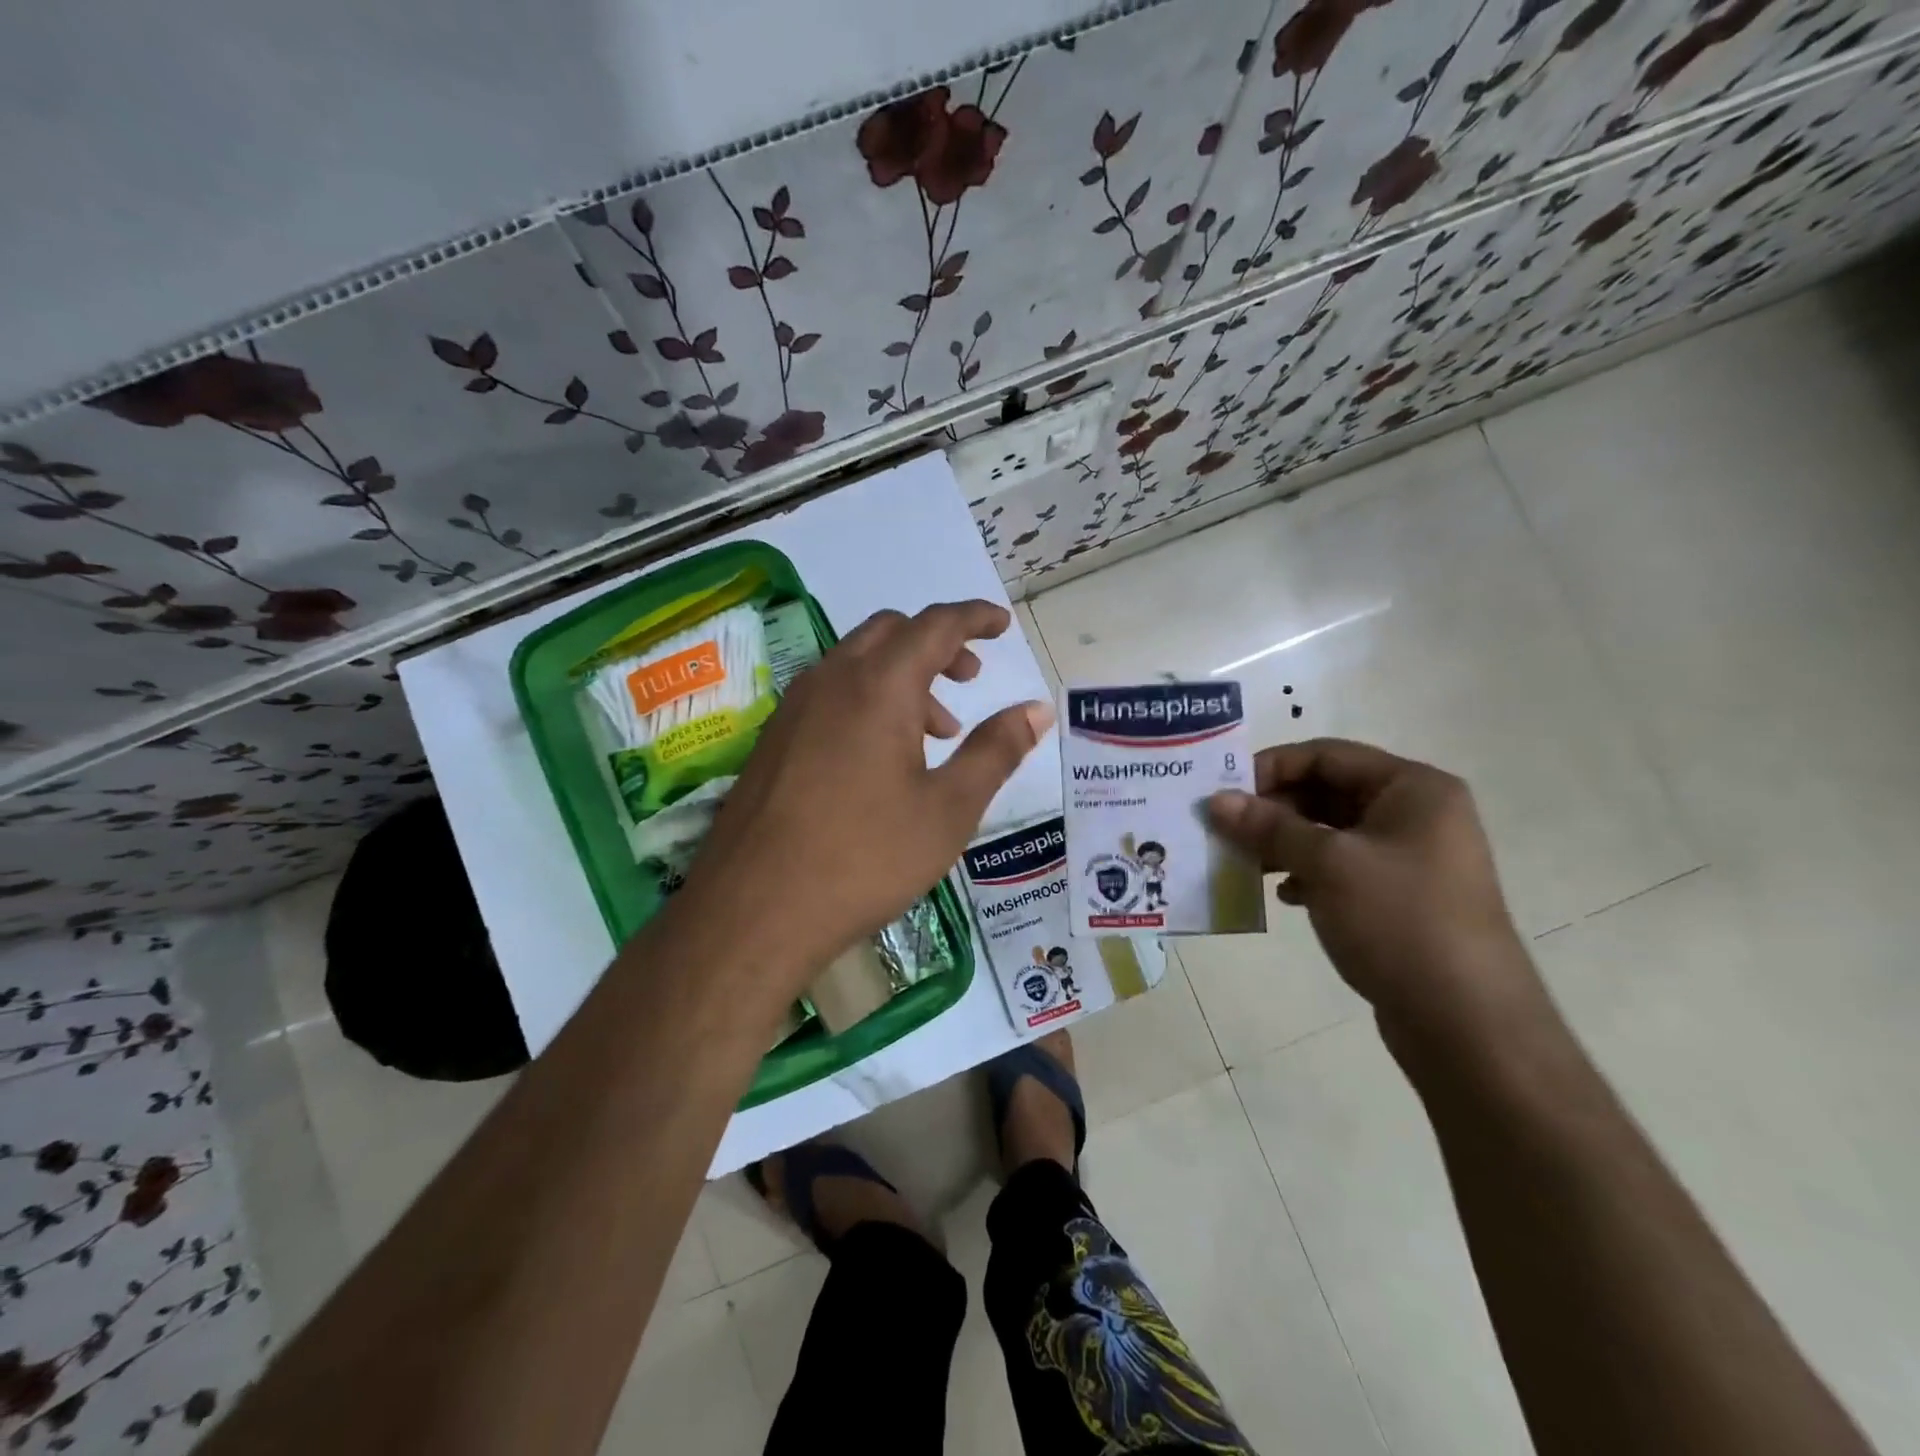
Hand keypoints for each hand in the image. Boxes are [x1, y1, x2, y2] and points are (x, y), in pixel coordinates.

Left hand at [679, 600, 1052, 1000]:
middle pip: (890, 632)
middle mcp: (831, 680)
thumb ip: (996, 750)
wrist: (754, 910)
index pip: (935, 625)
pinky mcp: (772, 740)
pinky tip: (880, 758)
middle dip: (937, 643)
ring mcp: (793, 708)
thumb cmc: (865, 857)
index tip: (1001, 625)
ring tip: (935, 732)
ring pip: (856, 663)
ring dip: (902, 677)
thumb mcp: (948, 809)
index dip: (974, 618)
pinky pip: (829, 694)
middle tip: (970, 677)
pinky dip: (867, 700)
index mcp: (879, 686)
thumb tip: (1037, 709)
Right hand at [1206, 738, 1542, 1046]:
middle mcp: (1415, 815)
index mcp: (1413, 789)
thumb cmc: (1399, 921)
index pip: (1327, 755)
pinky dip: (1307, 874)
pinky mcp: (1399, 898)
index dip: (1271, 767)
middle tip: (1224, 828)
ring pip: (1331, 833)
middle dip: (1273, 809)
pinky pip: (1341, 868)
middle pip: (1328, 792)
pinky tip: (1282, 895)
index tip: (1223, 791)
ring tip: (1243, 861)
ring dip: (1284, 843)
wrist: (1467, 1023)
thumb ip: (1269, 827)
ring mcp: (1410, 859)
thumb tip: (1215, 800)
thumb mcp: (1328, 864)